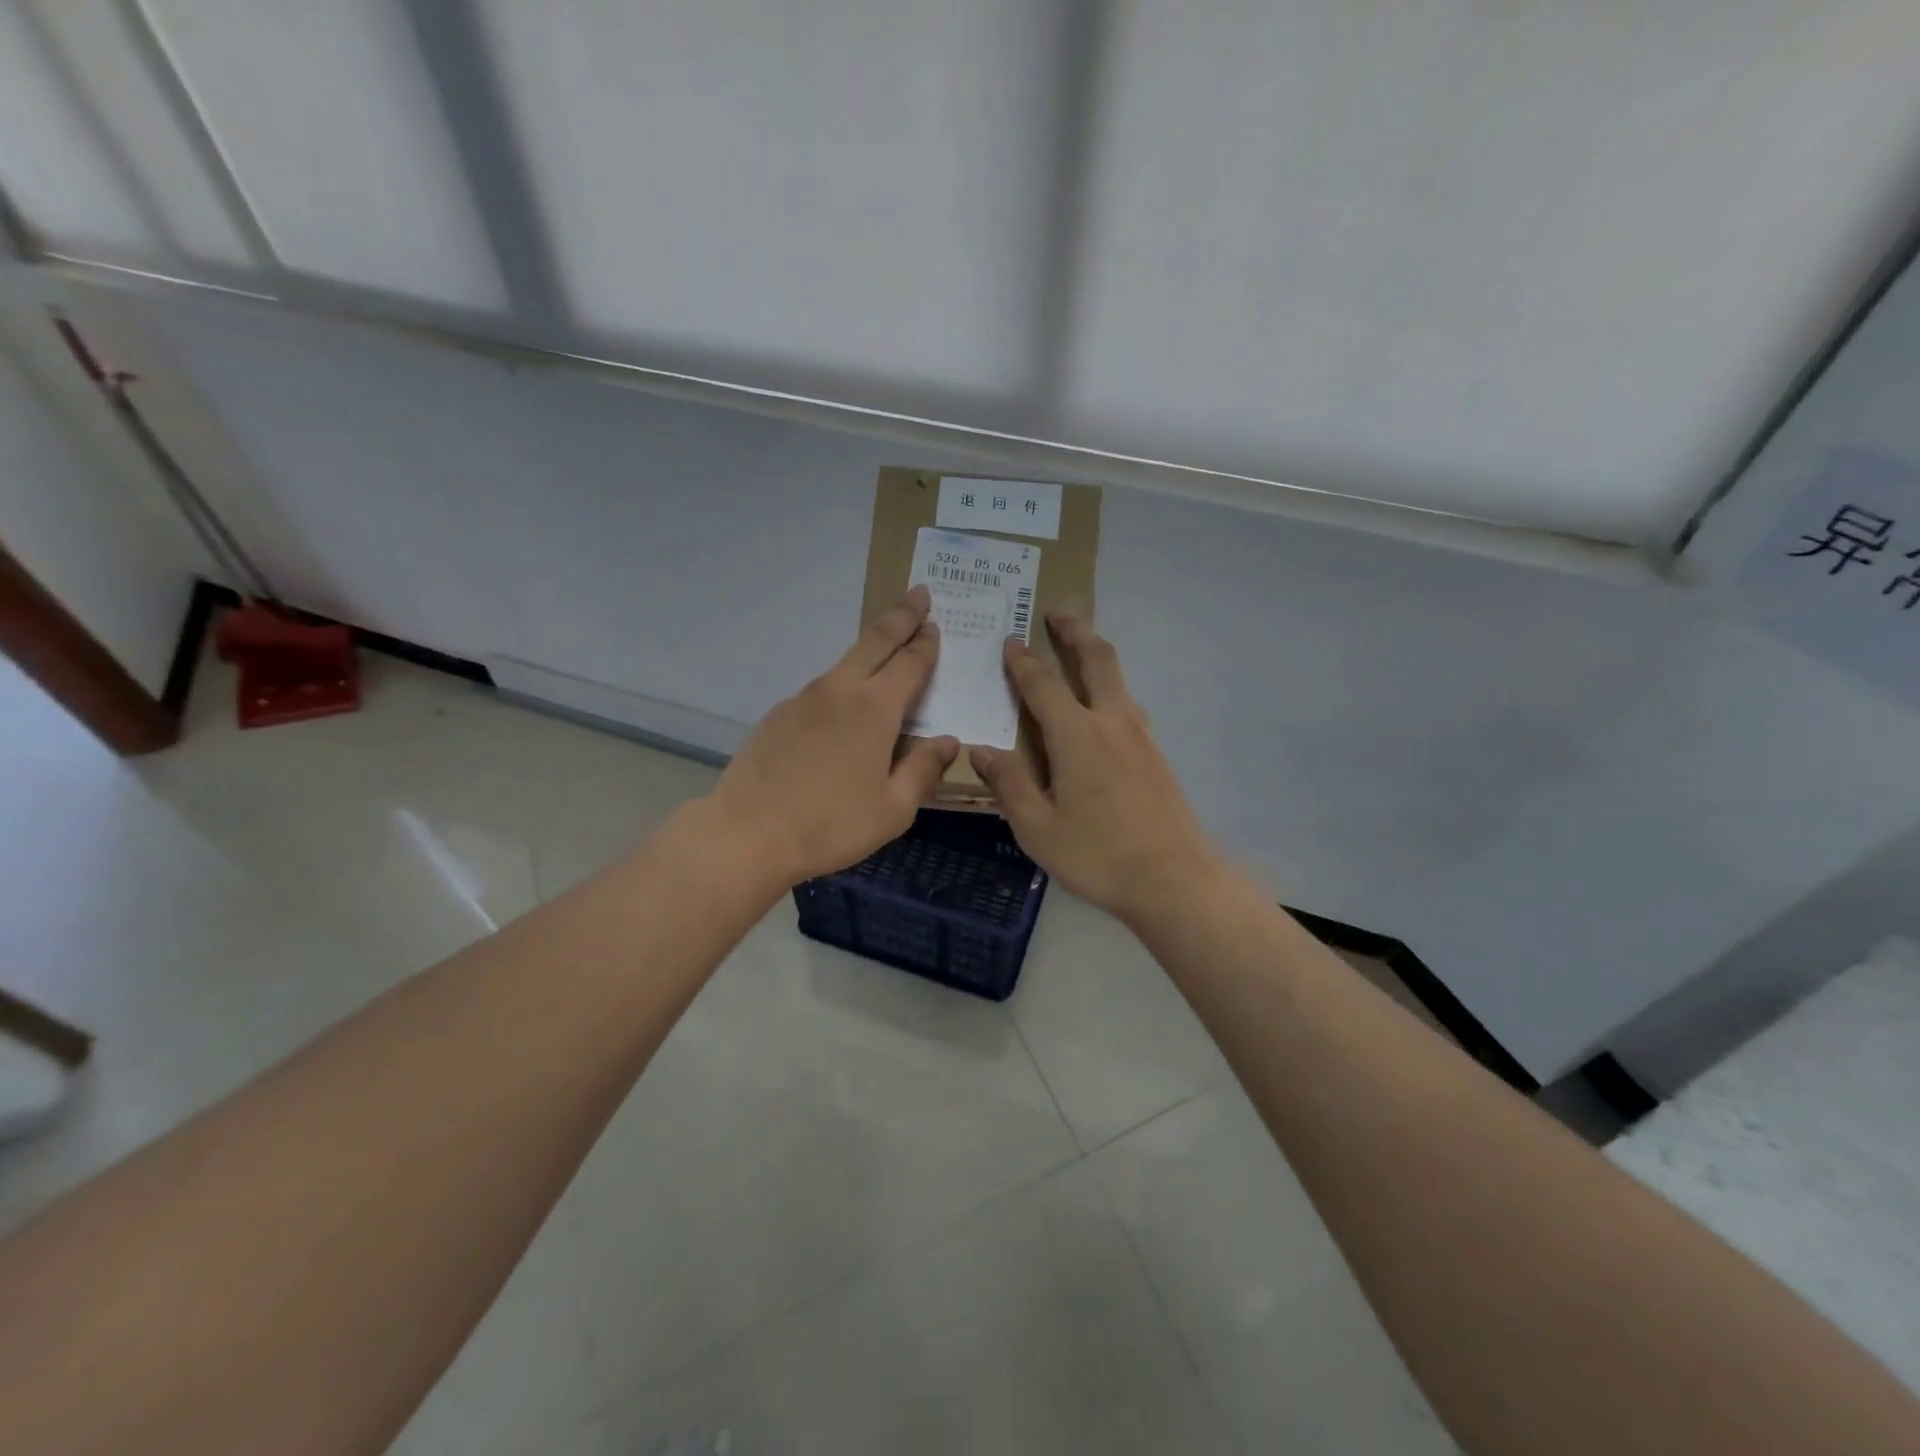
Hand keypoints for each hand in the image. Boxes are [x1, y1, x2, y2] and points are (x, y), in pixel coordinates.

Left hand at [708, 586, 958, 885]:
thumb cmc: (830, 825)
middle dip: (901, 615)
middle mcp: (840, 691)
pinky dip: (842, 686)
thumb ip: (923, 769)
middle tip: (919, 594)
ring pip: (845, 662)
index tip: (936, 625)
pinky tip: (842, 712)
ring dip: (870, 649)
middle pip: (875, 641)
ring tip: (886, 651)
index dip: (926, 643)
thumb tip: (947, 741)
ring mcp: (804, 698)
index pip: (910, 663)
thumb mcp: (893, 809)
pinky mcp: (779, 714)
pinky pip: (821, 690)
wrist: (747, 834)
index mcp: (875, 710)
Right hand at [971, 614, 1219, 919]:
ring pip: (1119, 680)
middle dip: (1075, 630)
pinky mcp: (1156, 756)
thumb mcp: (1037, 828)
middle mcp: (1112, 723)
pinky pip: (1128, 706)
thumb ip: (1010, 784)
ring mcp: (1140, 737)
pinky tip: (1102, 709)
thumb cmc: (1097, 855)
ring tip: (1079, 650)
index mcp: (1077, 736)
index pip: (1043, 685)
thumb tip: (982, 751)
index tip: (1010, 641)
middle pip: (1096, 660)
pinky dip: (1110, 689)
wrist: (1174, 879)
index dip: (1023, 662)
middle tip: (1057, 611)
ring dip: (1096, 656)